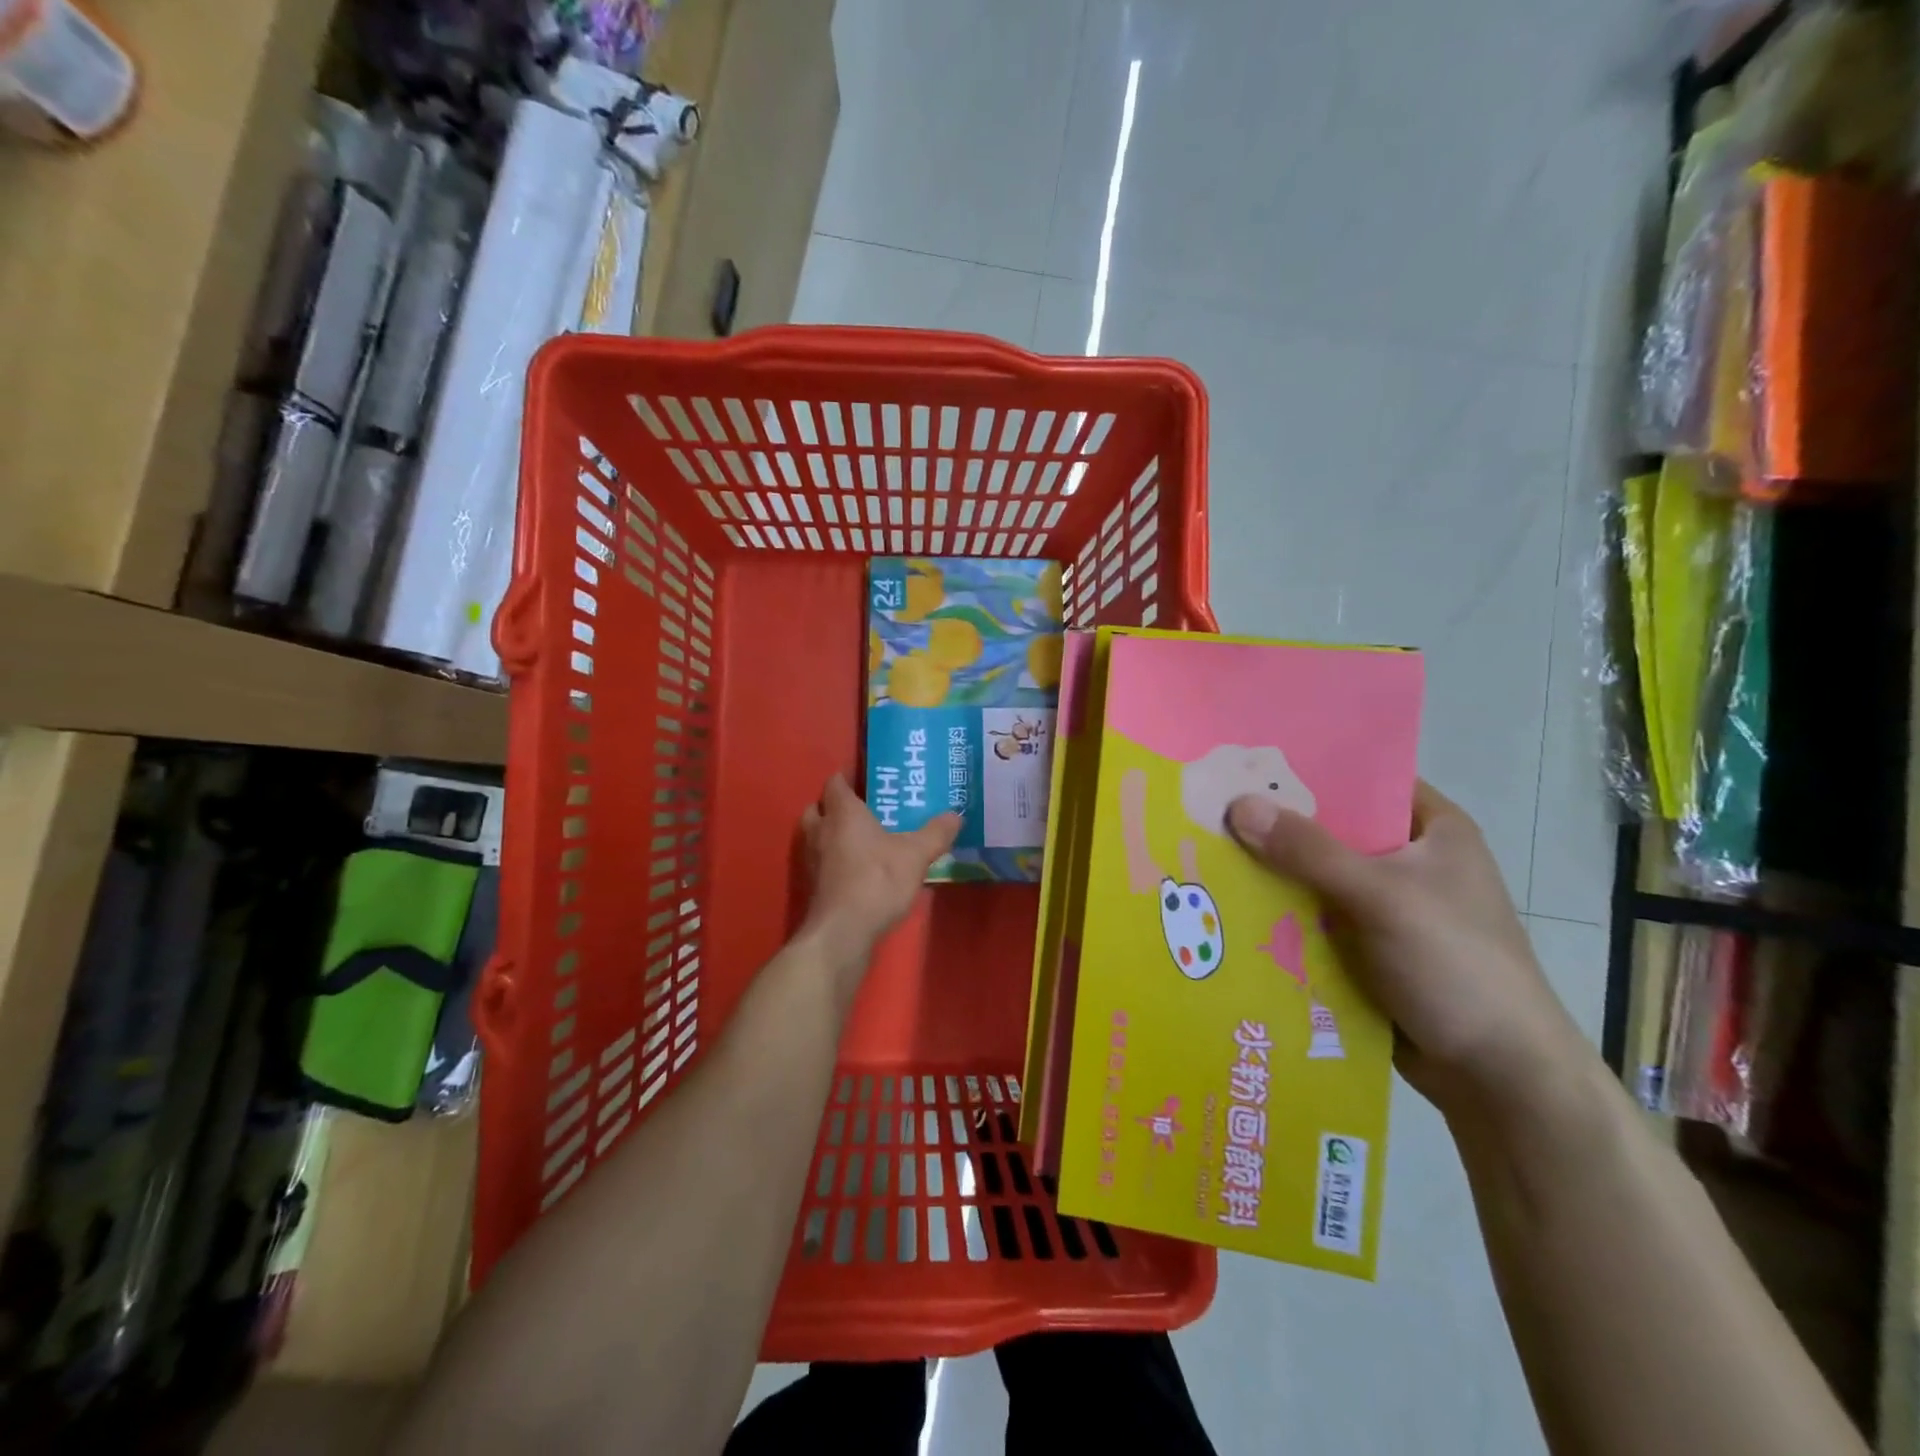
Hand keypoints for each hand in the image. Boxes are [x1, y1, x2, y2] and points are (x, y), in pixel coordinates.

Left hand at [799, 774, 960, 972]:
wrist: (843, 932)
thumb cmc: (877, 881)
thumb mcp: (916, 855)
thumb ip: (936, 833)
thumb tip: (956, 815)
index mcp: (843, 813)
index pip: (835, 783)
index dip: (847, 777)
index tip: (866, 778)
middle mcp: (821, 830)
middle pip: (818, 807)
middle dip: (834, 806)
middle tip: (862, 809)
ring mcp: (812, 860)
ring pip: (816, 835)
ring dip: (831, 834)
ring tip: (861, 839)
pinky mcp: (812, 886)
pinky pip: (821, 862)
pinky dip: (833, 860)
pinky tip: (857, 870)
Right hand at [1227, 781, 1585, 1122]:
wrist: (1497, 1076)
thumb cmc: (1455, 965)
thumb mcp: (1381, 896)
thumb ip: (1309, 850)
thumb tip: (1238, 805)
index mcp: (1433, 831)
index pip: (1363, 780)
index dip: (1307, 769)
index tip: (1246, 762)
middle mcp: (1408, 861)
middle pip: (1330, 830)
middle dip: (1275, 825)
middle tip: (1209, 808)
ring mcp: (1386, 907)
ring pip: (1315, 877)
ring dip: (1270, 873)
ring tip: (1203, 852)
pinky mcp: (1366, 948)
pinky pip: (1312, 918)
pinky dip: (1279, 914)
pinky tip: (1228, 906)